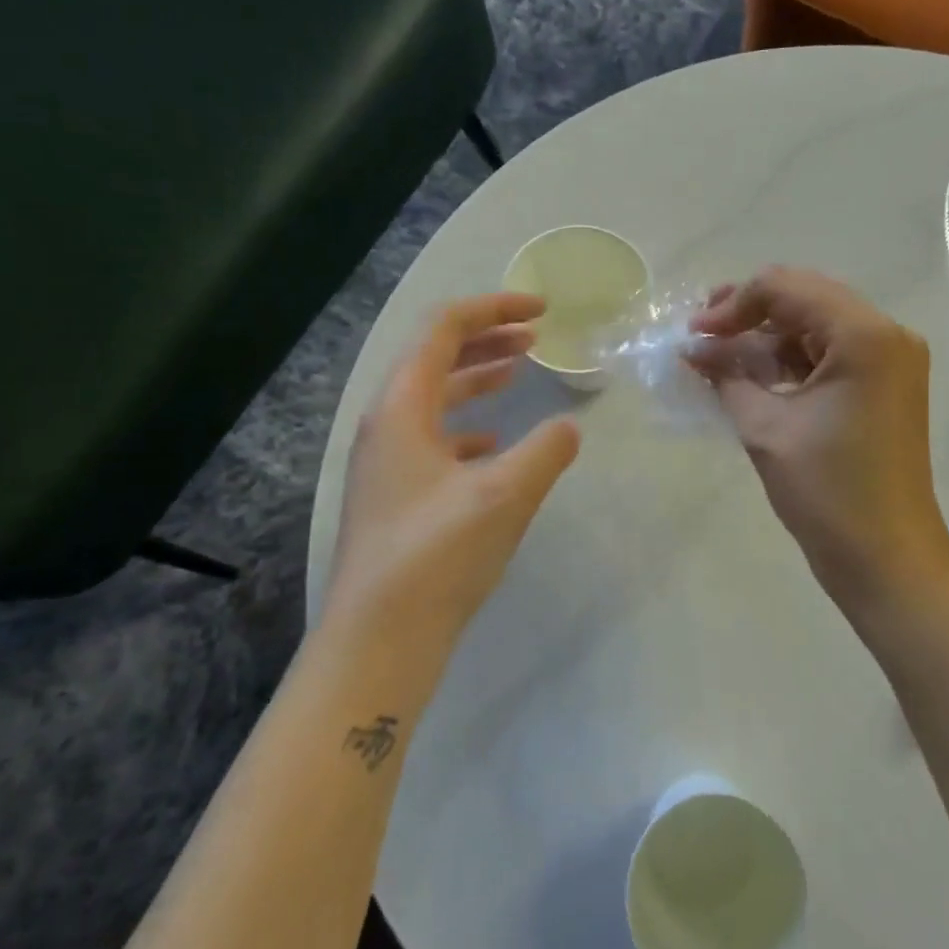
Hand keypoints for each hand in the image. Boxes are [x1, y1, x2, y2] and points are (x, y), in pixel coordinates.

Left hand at [324, 293, 580, 668]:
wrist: (379, 639)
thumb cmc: (437, 556)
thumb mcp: (505, 495)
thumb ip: (545, 451)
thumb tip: (569, 428)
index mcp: (402, 408)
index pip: (443, 330)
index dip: (493, 309)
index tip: (542, 311)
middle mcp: (386, 425)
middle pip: (435, 358)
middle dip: (487, 339)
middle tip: (535, 336)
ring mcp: (387, 461)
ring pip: (434, 398)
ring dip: (476, 379)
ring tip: (518, 373)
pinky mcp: (396, 494)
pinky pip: (433, 438)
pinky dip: (467, 426)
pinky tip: (492, 443)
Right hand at [692, 267, 948, 607]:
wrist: (887, 558)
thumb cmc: (827, 492)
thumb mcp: (765, 428)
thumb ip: (726, 376)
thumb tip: (692, 348)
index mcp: (864, 335)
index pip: (786, 288)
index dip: (732, 305)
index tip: (693, 336)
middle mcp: (886, 334)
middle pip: (805, 297)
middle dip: (749, 312)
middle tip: (702, 335)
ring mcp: (891, 360)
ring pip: (817, 324)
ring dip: (768, 336)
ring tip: (720, 356)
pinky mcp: (886, 386)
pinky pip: (831, 354)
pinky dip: (791, 359)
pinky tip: (753, 374)